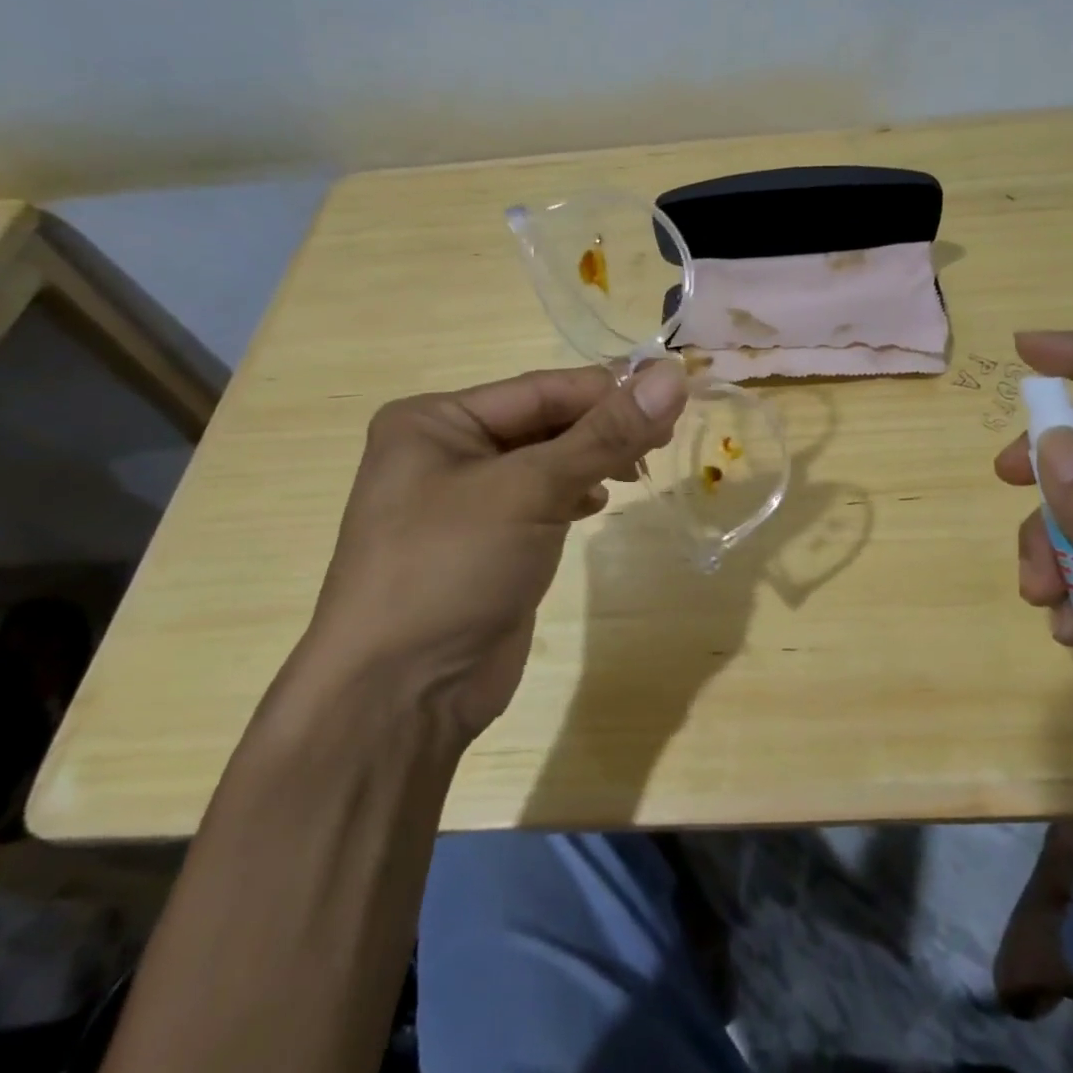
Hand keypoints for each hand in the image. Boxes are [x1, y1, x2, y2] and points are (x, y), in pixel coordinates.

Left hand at [300, 360, 686, 739]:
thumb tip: (672, 376)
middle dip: (603, 428)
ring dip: (593, 460)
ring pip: (547, 461)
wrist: (399, 696)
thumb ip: (604, 434)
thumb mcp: (529, 490)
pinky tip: (598, 503)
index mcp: (436, 420)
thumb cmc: (451, 569)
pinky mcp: (488, 543)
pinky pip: (541, 500)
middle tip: (666, 438)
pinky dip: (574, 494)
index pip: (540, 389)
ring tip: (638, 471)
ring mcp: (465, 501)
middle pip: (544, 422)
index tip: (674, 395)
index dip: (608, 390)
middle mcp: (446, 451)